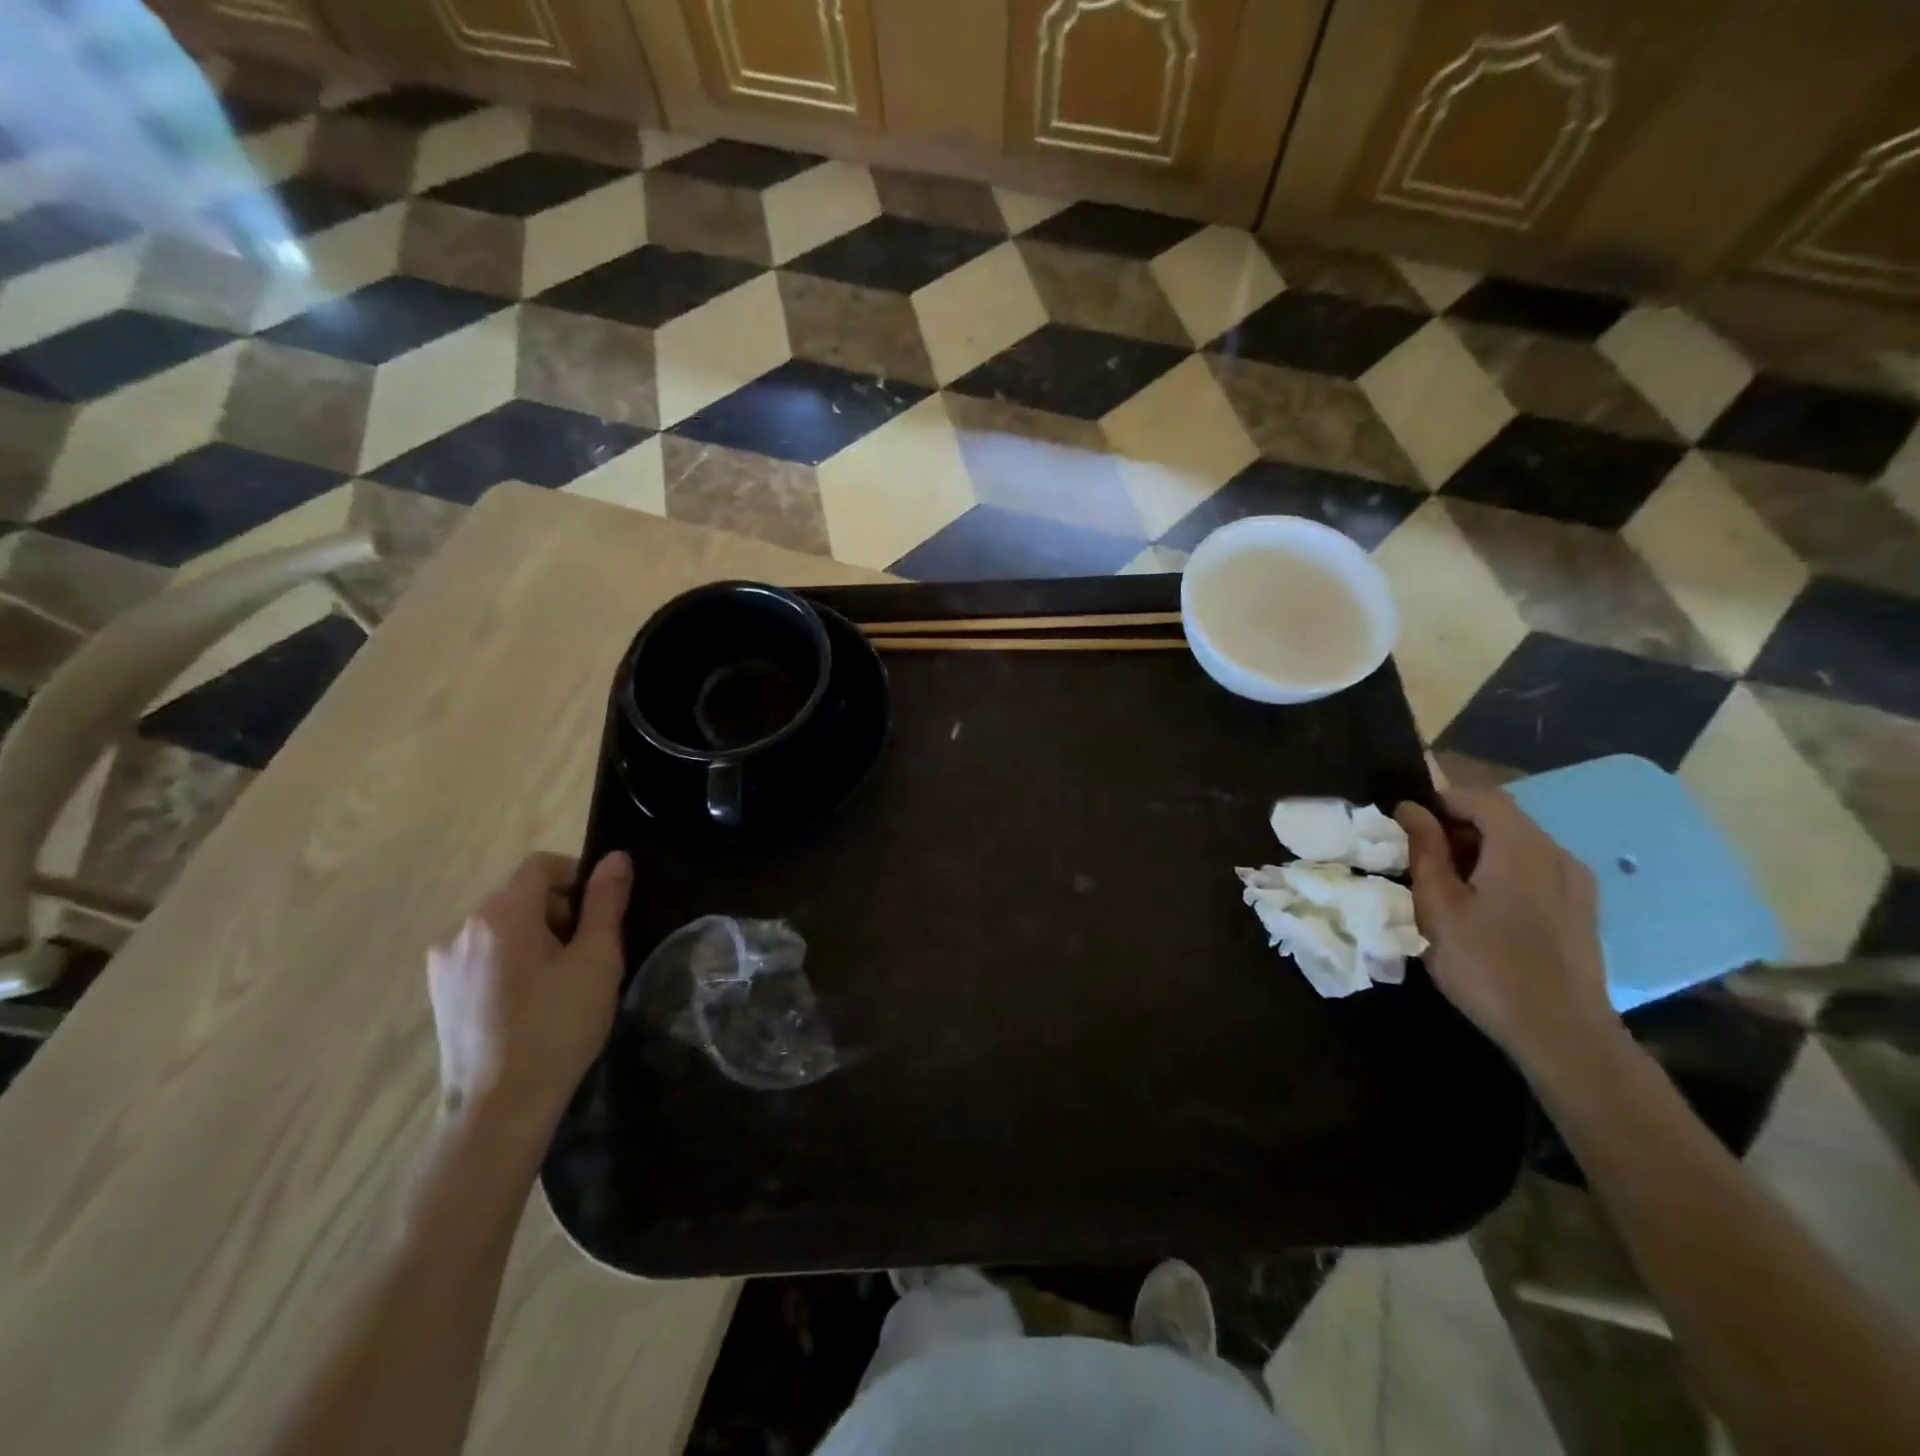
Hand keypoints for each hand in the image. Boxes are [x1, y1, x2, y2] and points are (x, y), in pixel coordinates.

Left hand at [427, 850, 631, 1132]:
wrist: (498, 1110)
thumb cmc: (557, 1027)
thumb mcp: (597, 960)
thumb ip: (606, 902)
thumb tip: (616, 858)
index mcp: (501, 914)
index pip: (541, 865)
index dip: (578, 877)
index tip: (601, 914)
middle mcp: (462, 928)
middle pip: (521, 895)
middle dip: (560, 911)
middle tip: (588, 954)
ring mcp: (444, 963)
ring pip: (502, 927)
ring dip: (536, 938)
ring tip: (561, 982)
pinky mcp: (440, 992)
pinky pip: (484, 955)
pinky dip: (511, 961)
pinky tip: (529, 1002)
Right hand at [1396, 790, 1616, 1070]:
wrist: (1562, 1034)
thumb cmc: (1487, 965)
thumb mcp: (1438, 906)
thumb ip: (1424, 851)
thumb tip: (1411, 809)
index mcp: (1521, 847)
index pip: (1480, 796)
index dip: (1440, 799)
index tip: (1406, 821)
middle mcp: (1556, 854)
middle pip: (1503, 817)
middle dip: (1457, 824)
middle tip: (1418, 853)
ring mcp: (1576, 882)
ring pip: (1520, 844)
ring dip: (1480, 848)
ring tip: (1446, 881)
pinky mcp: (1582, 909)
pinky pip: (1537, 869)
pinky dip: (1504, 869)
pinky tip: (1483, 904)